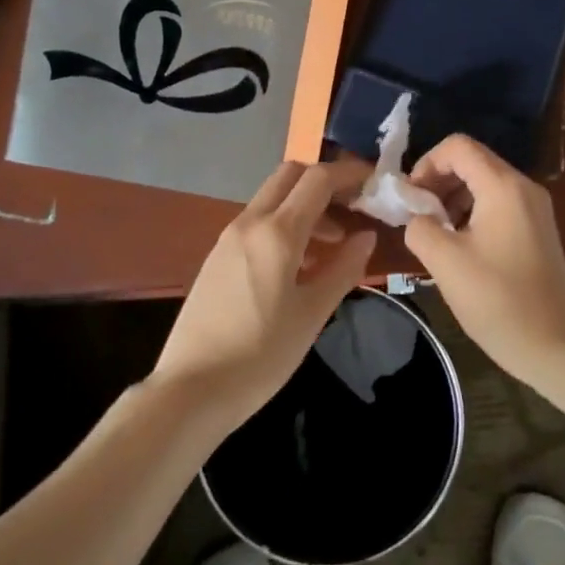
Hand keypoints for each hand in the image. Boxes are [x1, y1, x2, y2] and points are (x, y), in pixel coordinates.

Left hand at [151, 158, 376, 427]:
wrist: (190, 390)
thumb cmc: (260, 355)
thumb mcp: (312, 314)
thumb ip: (344, 269)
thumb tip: (366, 236)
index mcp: (276, 232)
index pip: (318, 180)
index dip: (349, 174)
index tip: (374, 181)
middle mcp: (249, 223)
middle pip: (290, 176)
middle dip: (324, 183)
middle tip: (352, 209)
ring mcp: (228, 239)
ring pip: (272, 200)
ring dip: (305, 208)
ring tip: (334, 246)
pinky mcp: (217, 258)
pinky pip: (257, 224)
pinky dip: (284, 227)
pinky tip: (300, 266)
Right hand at [401, 135, 564, 383]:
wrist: (556, 346)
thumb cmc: (498, 300)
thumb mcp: (445, 261)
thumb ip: (420, 227)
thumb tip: (417, 217)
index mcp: (503, 186)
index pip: (458, 147)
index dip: (426, 164)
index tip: (411, 198)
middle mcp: (524, 187)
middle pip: (472, 162)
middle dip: (438, 182)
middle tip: (417, 217)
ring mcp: (535, 209)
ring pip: (484, 184)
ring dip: (453, 199)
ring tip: (436, 235)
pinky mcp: (538, 230)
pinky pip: (498, 204)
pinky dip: (472, 213)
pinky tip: (460, 247)